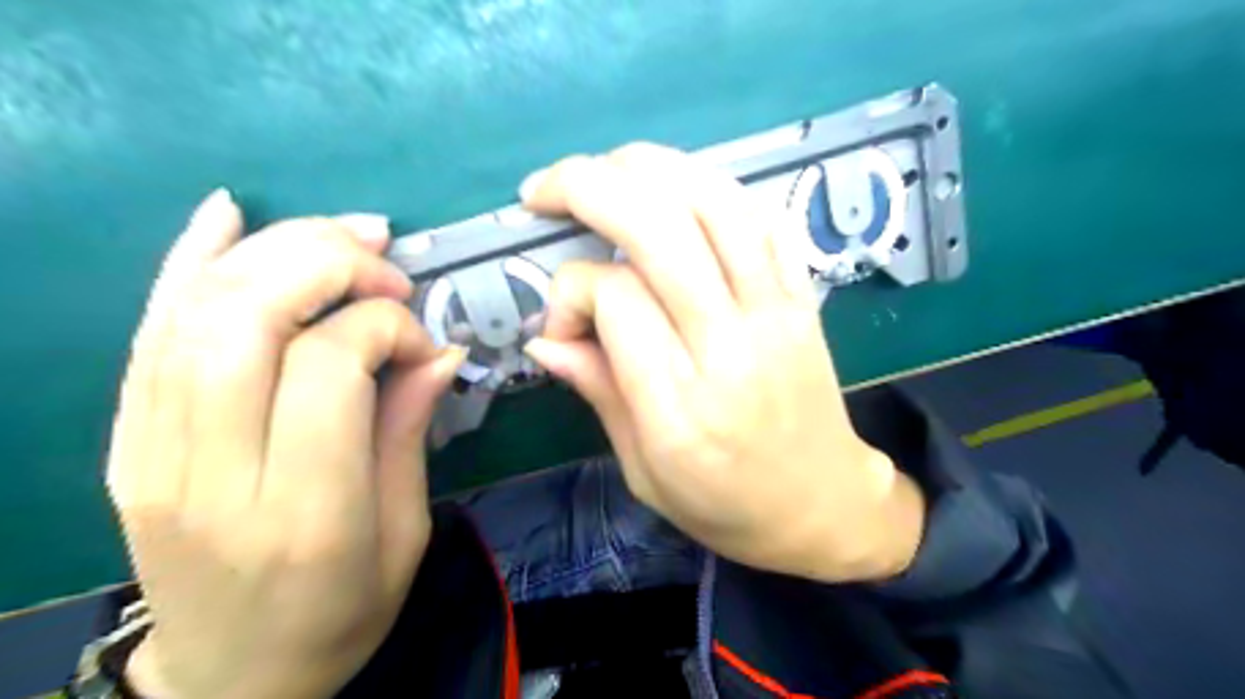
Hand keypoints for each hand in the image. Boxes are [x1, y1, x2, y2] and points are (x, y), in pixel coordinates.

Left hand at [107, 191, 464, 697]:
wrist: (233, 677)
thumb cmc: (343, 612)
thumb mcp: (406, 531)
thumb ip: (411, 430)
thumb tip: (440, 348)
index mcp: (305, 511)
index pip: (328, 366)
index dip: (384, 326)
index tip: (423, 340)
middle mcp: (214, 475)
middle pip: (250, 320)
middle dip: (330, 265)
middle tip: (388, 269)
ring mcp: (151, 456)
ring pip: (198, 311)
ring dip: (279, 250)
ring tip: (347, 235)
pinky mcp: (127, 443)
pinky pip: (149, 333)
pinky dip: (189, 260)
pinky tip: (229, 214)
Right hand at [520, 145, 923, 580]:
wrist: (826, 505)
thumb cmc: (727, 506)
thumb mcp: (643, 472)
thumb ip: (598, 393)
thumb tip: (544, 337)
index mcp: (681, 407)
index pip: (616, 299)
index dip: (570, 292)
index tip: (562, 323)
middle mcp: (730, 346)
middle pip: (659, 229)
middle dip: (588, 187)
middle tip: (543, 189)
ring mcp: (776, 312)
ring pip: (714, 203)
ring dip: (648, 166)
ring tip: (604, 169)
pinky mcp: (804, 296)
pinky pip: (760, 217)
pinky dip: (709, 186)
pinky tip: (672, 188)